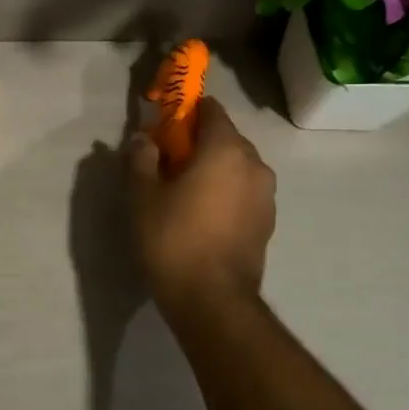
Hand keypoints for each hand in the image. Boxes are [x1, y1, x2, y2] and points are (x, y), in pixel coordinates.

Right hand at [126, 97, 276, 315]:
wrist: (212, 299)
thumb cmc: (173, 238)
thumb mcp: (143, 196)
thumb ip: (141, 158)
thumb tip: (142, 138)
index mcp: (226, 149)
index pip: (210, 110)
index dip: (185, 113)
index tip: (163, 127)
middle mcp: (254, 164)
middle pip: (225, 138)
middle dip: (198, 143)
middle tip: (167, 162)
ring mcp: (266, 195)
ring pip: (236, 167)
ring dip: (213, 169)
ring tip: (183, 192)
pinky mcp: (267, 222)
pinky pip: (243, 192)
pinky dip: (225, 192)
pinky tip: (202, 215)